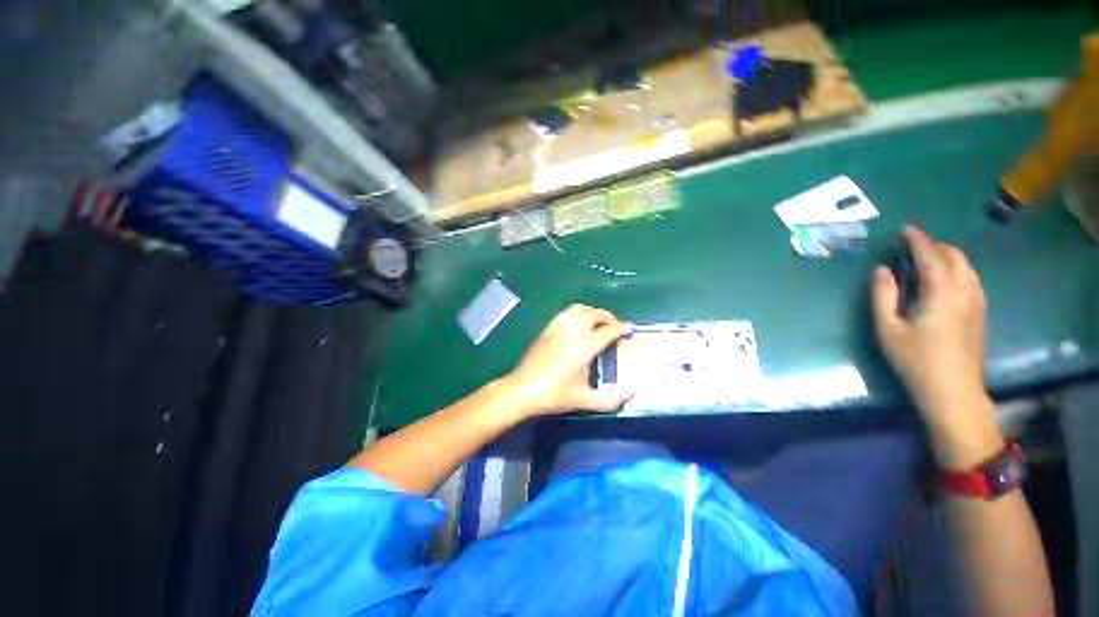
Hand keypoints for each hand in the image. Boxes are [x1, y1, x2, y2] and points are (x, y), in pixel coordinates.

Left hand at [502, 304, 632, 416]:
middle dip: (609, 317)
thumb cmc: (553, 395)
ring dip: (592, 312)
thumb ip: (609, 399)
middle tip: (616, 326)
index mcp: (582, 349)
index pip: (607, 331)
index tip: (631, 329)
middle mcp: (570, 333)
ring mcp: (557, 329)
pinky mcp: (547, 329)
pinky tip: (578, 324)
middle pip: (594, 314)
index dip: (621, 328)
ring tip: (598, 323)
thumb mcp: (583, 400)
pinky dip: (577, 313)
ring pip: (578, 309)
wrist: (522, 390)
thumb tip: (630, 395)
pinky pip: (565, 313)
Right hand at [872, 226, 993, 435]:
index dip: (918, 240)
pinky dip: (956, 269)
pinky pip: (971, 278)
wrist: (954, 392)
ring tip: (926, 259)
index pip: (931, 255)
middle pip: (955, 256)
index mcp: (941, 293)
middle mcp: (965, 291)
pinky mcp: (980, 313)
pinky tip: (944, 279)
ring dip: (947, 256)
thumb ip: (883, 296)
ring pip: (966, 266)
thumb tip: (881, 270)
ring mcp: (977, 302)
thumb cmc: (916, 361)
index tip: (904, 229)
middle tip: (911, 246)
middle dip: (934, 245)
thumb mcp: (888, 330)